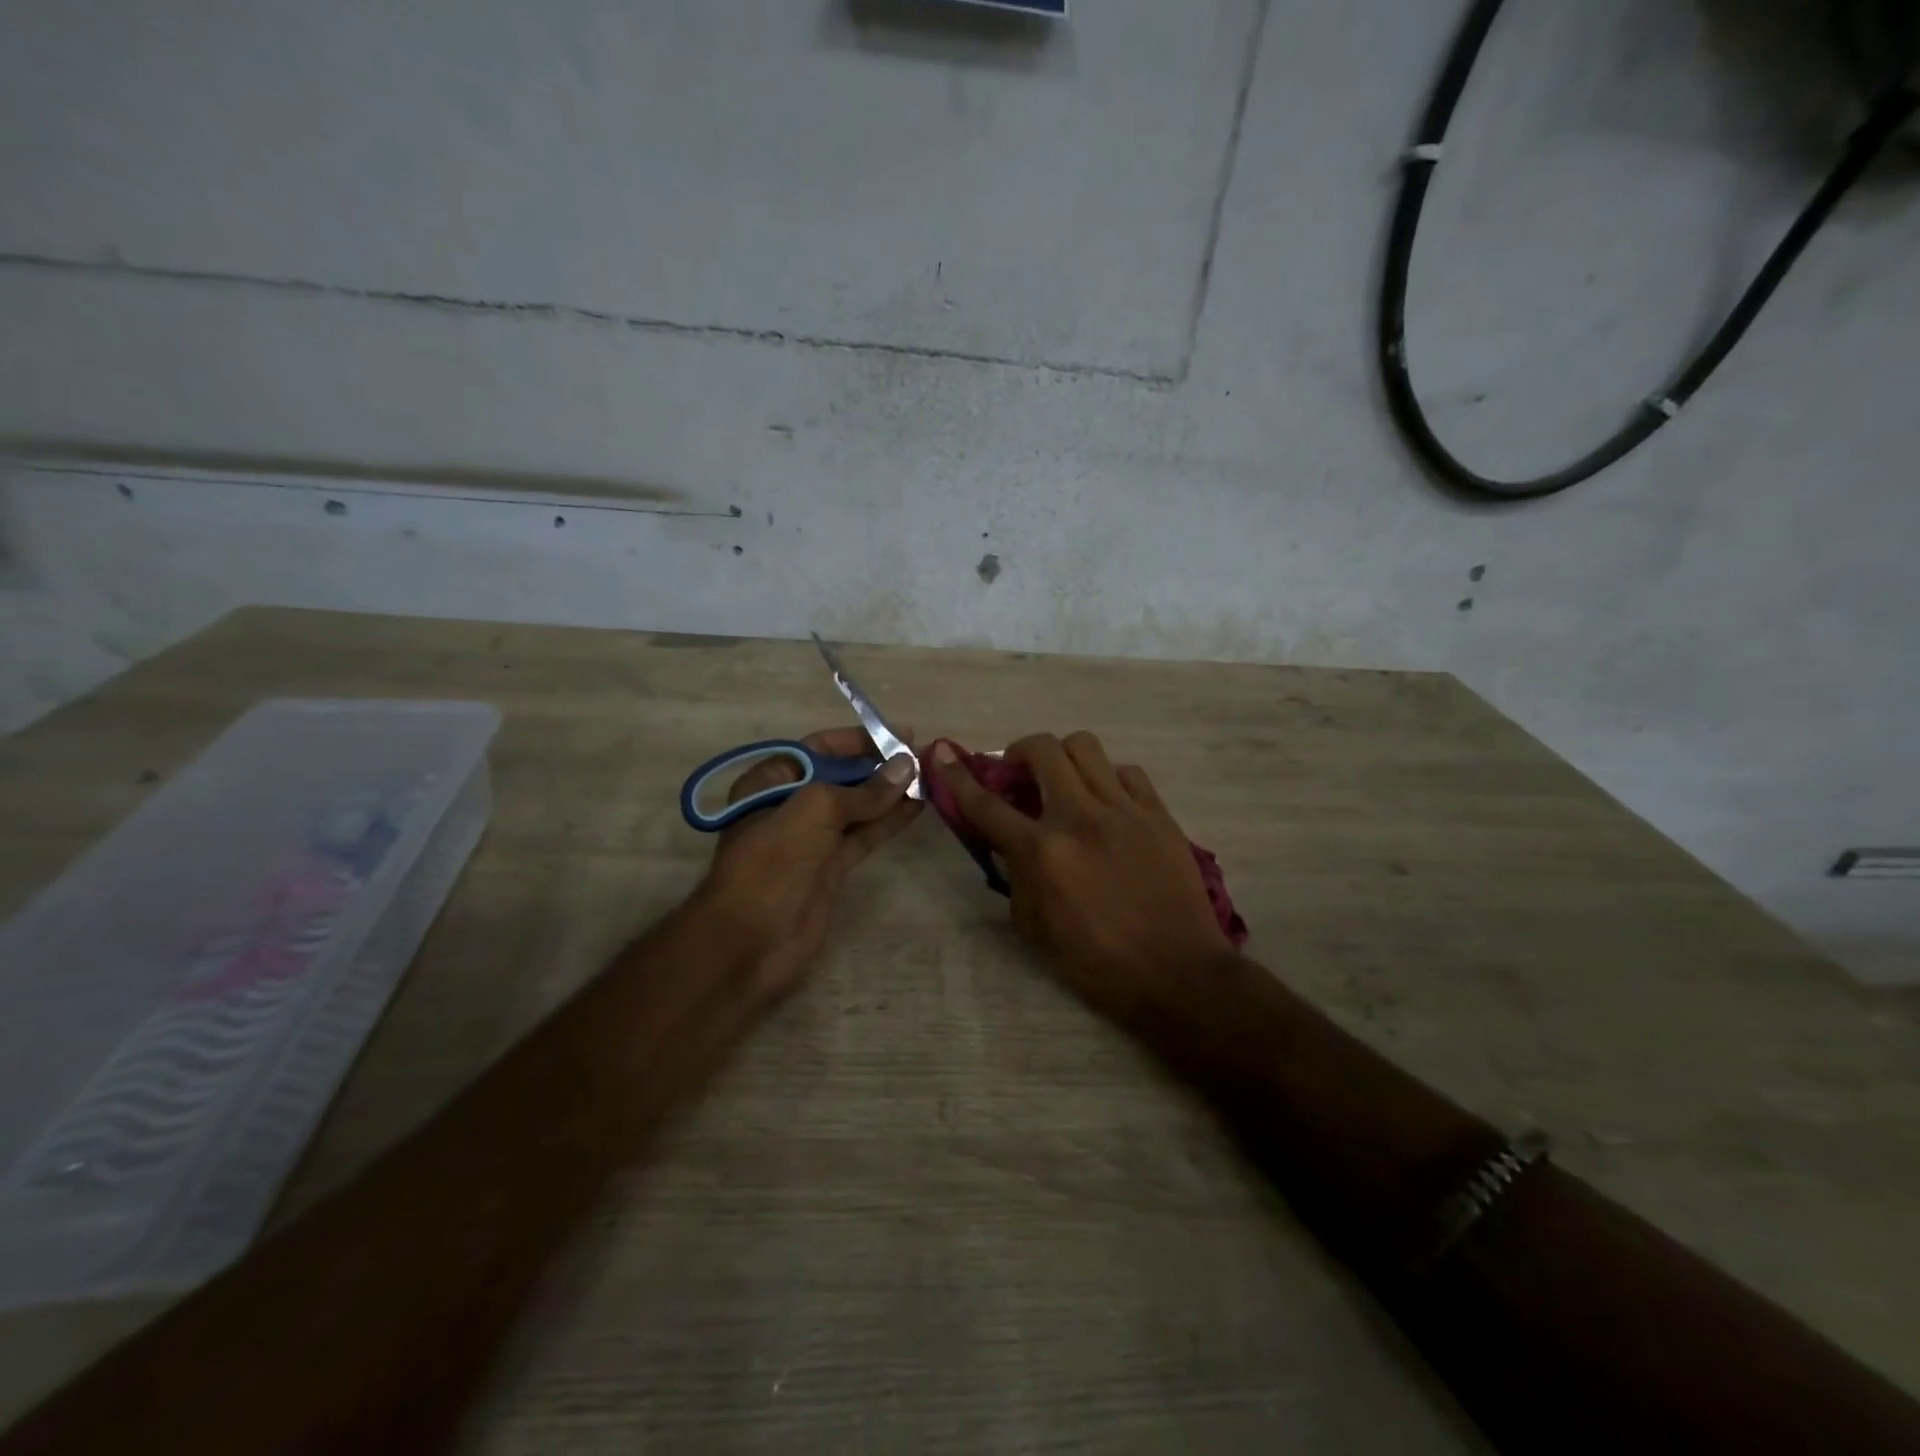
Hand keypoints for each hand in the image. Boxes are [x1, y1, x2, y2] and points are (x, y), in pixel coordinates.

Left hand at [695, 727, 921, 998]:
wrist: (751, 940)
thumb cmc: (774, 861)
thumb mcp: (814, 810)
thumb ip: (863, 790)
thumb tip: (906, 765)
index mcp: (772, 781)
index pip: (821, 748)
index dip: (860, 740)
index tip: (900, 734)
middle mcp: (792, 804)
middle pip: (842, 776)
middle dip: (880, 765)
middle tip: (923, 757)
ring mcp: (813, 838)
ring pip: (858, 807)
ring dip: (891, 792)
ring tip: (929, 777)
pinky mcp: (831, 867)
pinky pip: (865, 834)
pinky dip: (889, 820)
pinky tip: (917, 806)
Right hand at [931, 733, 1231, 1021]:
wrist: (1175, 972)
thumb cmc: (1097, 961)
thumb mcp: (1035, 927)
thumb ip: (1016, 876)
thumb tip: (1010, 843)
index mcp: (1042, 852)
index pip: (987, 804)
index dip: (958, 776)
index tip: (942, 754)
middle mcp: (1079, 817)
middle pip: (1042, 750)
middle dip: (1020, 751)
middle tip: (1021, 774)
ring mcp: (1123, 810)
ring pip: (1085, 747)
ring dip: (1063, 757)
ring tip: (1065, 782)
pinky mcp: (1158, 813)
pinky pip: (1127, 772)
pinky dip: (1108, 779)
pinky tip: (1108, 803)